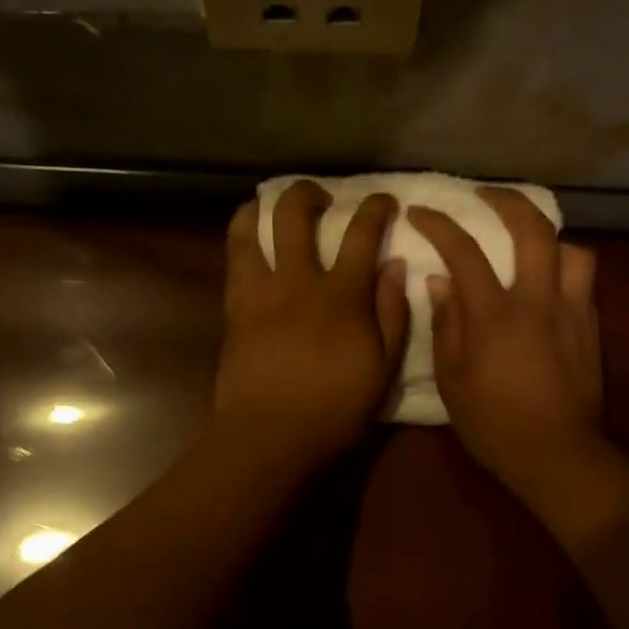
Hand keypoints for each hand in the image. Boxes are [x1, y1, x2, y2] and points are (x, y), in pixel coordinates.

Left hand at [214, 180, 408, 467]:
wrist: (270, 435)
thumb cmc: (335, 409)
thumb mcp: (383, 368)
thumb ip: (392, 313)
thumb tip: (395, 265)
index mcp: (342, 294)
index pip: (362, 232)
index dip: (375, 207)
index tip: (383, 200)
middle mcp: (298, 280)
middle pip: (295, 214)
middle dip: (308, 193)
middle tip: (320, 198)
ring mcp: (260, 292)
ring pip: (250, 229)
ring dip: (261, 207)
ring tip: (269, 206)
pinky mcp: (234, 309)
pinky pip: (233, 261)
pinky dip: (240, 238)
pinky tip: (246, 239)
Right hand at [407, 189, 611, 511]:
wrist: (556, 454)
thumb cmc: (492, 422)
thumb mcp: (451, 379)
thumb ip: (445, 324)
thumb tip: (439, 281)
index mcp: (494, 314)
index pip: (464, 251)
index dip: (439, 224)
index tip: (420, 212)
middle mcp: (538, 301)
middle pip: (533, 229)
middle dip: (508, 200)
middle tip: (486, 195)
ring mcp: (571, 312)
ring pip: (572, 250)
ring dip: (549, 237)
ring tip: (530, 243)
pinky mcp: (591, 328)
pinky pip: (583, 281)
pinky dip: (563, 269)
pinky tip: (548, 283)